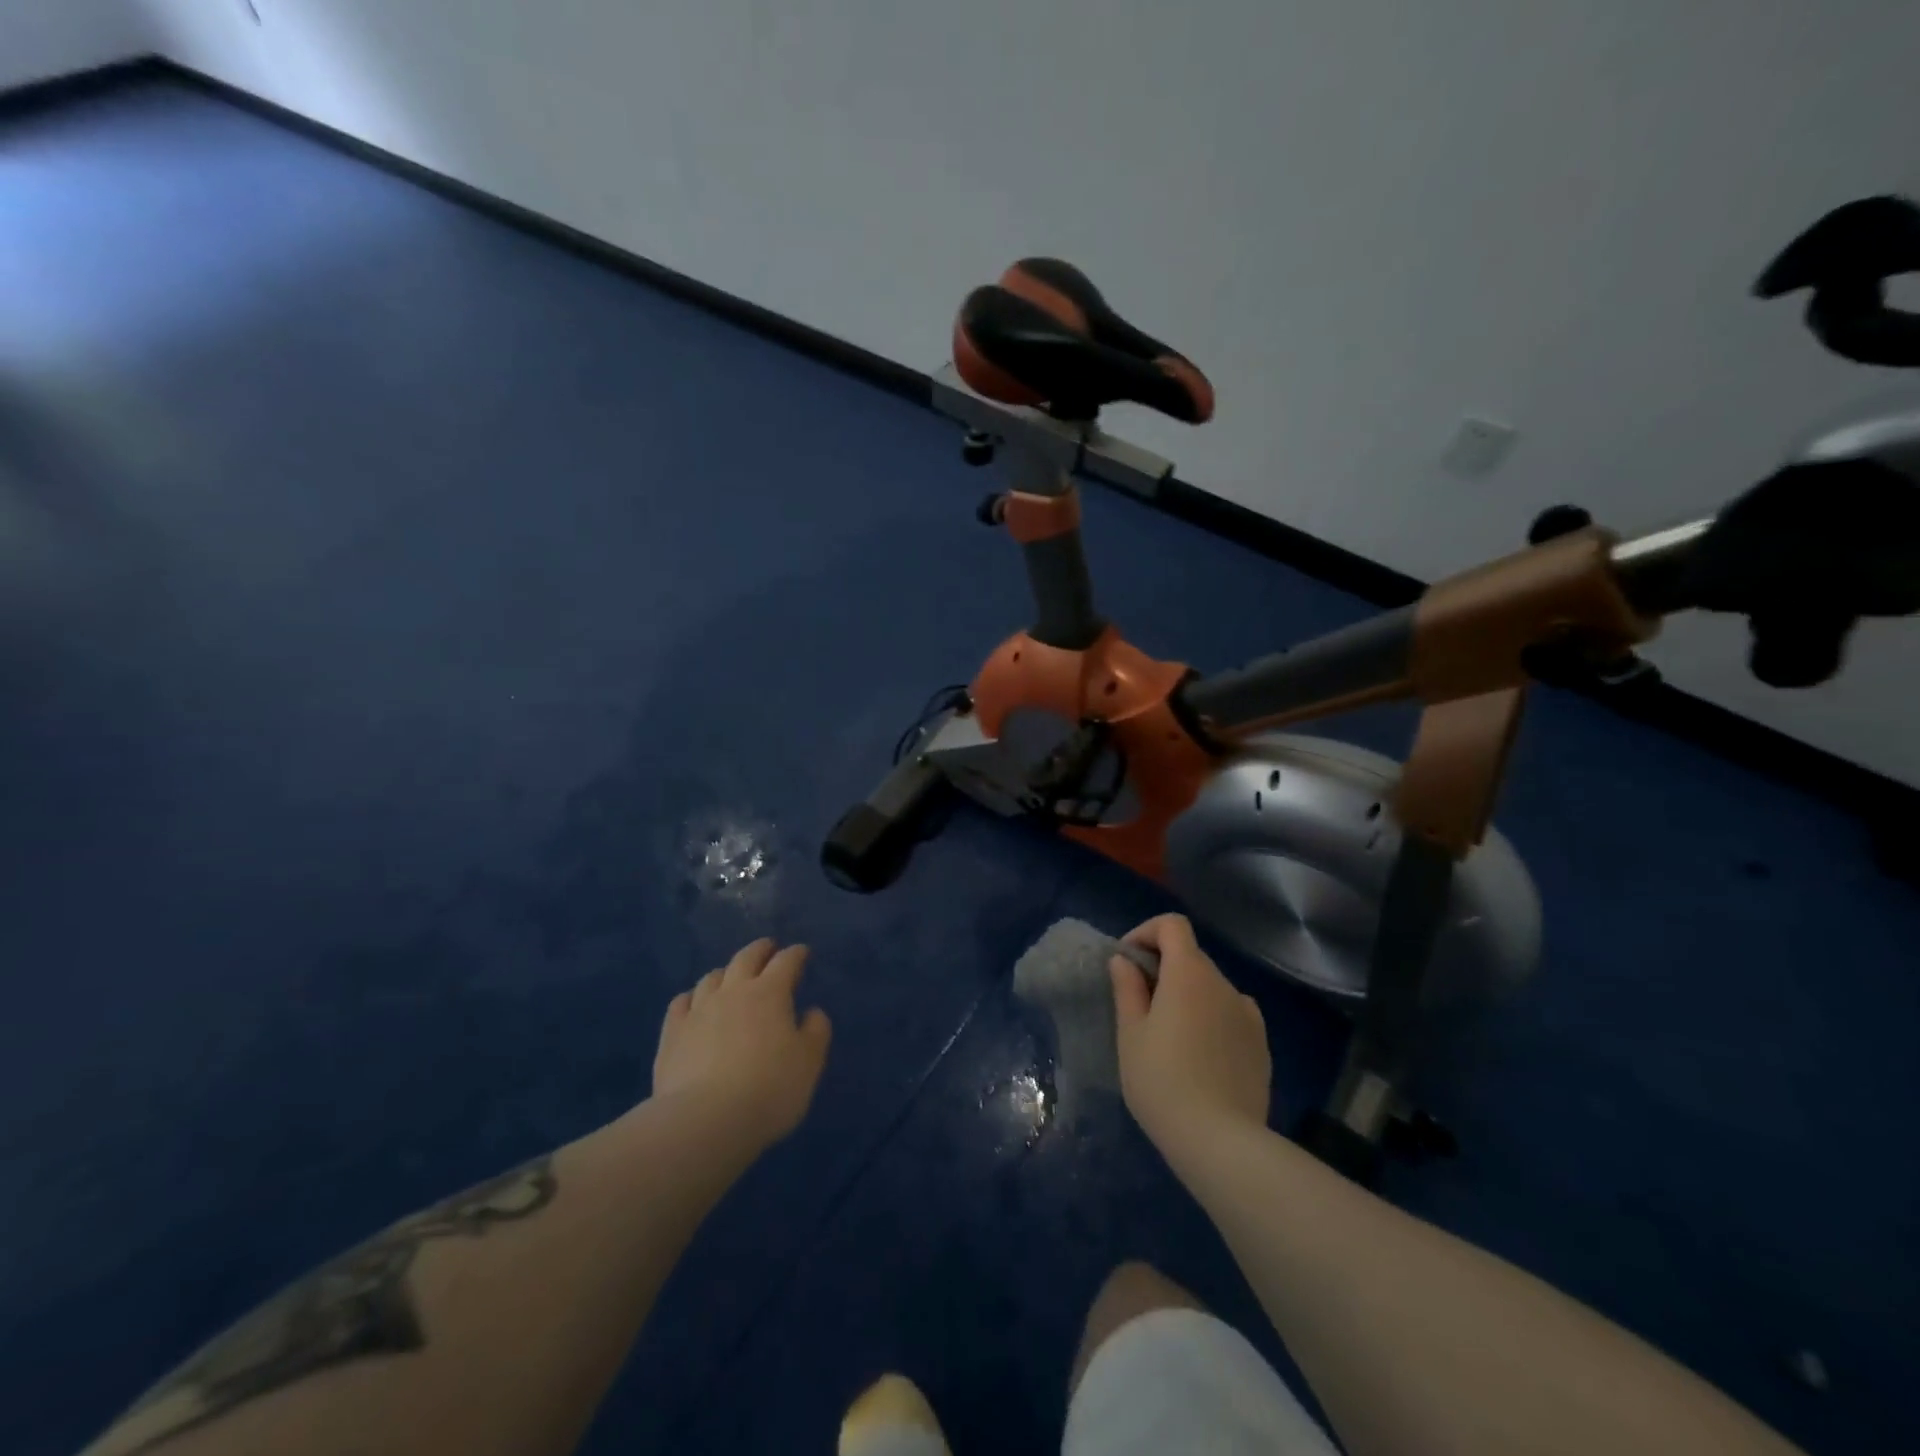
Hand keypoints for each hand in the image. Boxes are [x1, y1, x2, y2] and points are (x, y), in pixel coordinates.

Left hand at [653, 938, 831, 1145]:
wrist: (705, 1121)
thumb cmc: (768, 1089)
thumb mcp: (809, 1062)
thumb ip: (816, 1032)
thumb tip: (812, 1011)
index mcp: (770, 993)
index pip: (786, 962)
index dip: (796, 954)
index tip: (802, 952)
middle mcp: (733, 992)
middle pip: (746, 958)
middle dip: (760, 950)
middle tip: (768, 948)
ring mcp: (698, 1010)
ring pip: (712, 977)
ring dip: (726, 972)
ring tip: (731, 976)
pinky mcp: (672, 1034)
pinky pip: (681, 1003)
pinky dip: (692, 997)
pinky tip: (693, 1003)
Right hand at [1110, 914, 1270, 1149]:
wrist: (1221, 1142)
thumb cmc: (1162, 1081)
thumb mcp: (1130, 1034)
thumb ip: (1127, 989)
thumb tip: (1125, 961)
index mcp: (1189, 974)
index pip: (1173, 925)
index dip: (1146, 933)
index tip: (1127, 962)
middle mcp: (1224, 984)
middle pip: (1191, 956)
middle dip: (1163, 968)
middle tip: (1139, 1004)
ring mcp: (1248, 1014)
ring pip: (1211, 988)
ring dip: (1188, 995)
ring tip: (1169, 1036)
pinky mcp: (1262, 1045)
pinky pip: (1230, 1015)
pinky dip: (1211, 1019)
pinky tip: (1200, 1056)